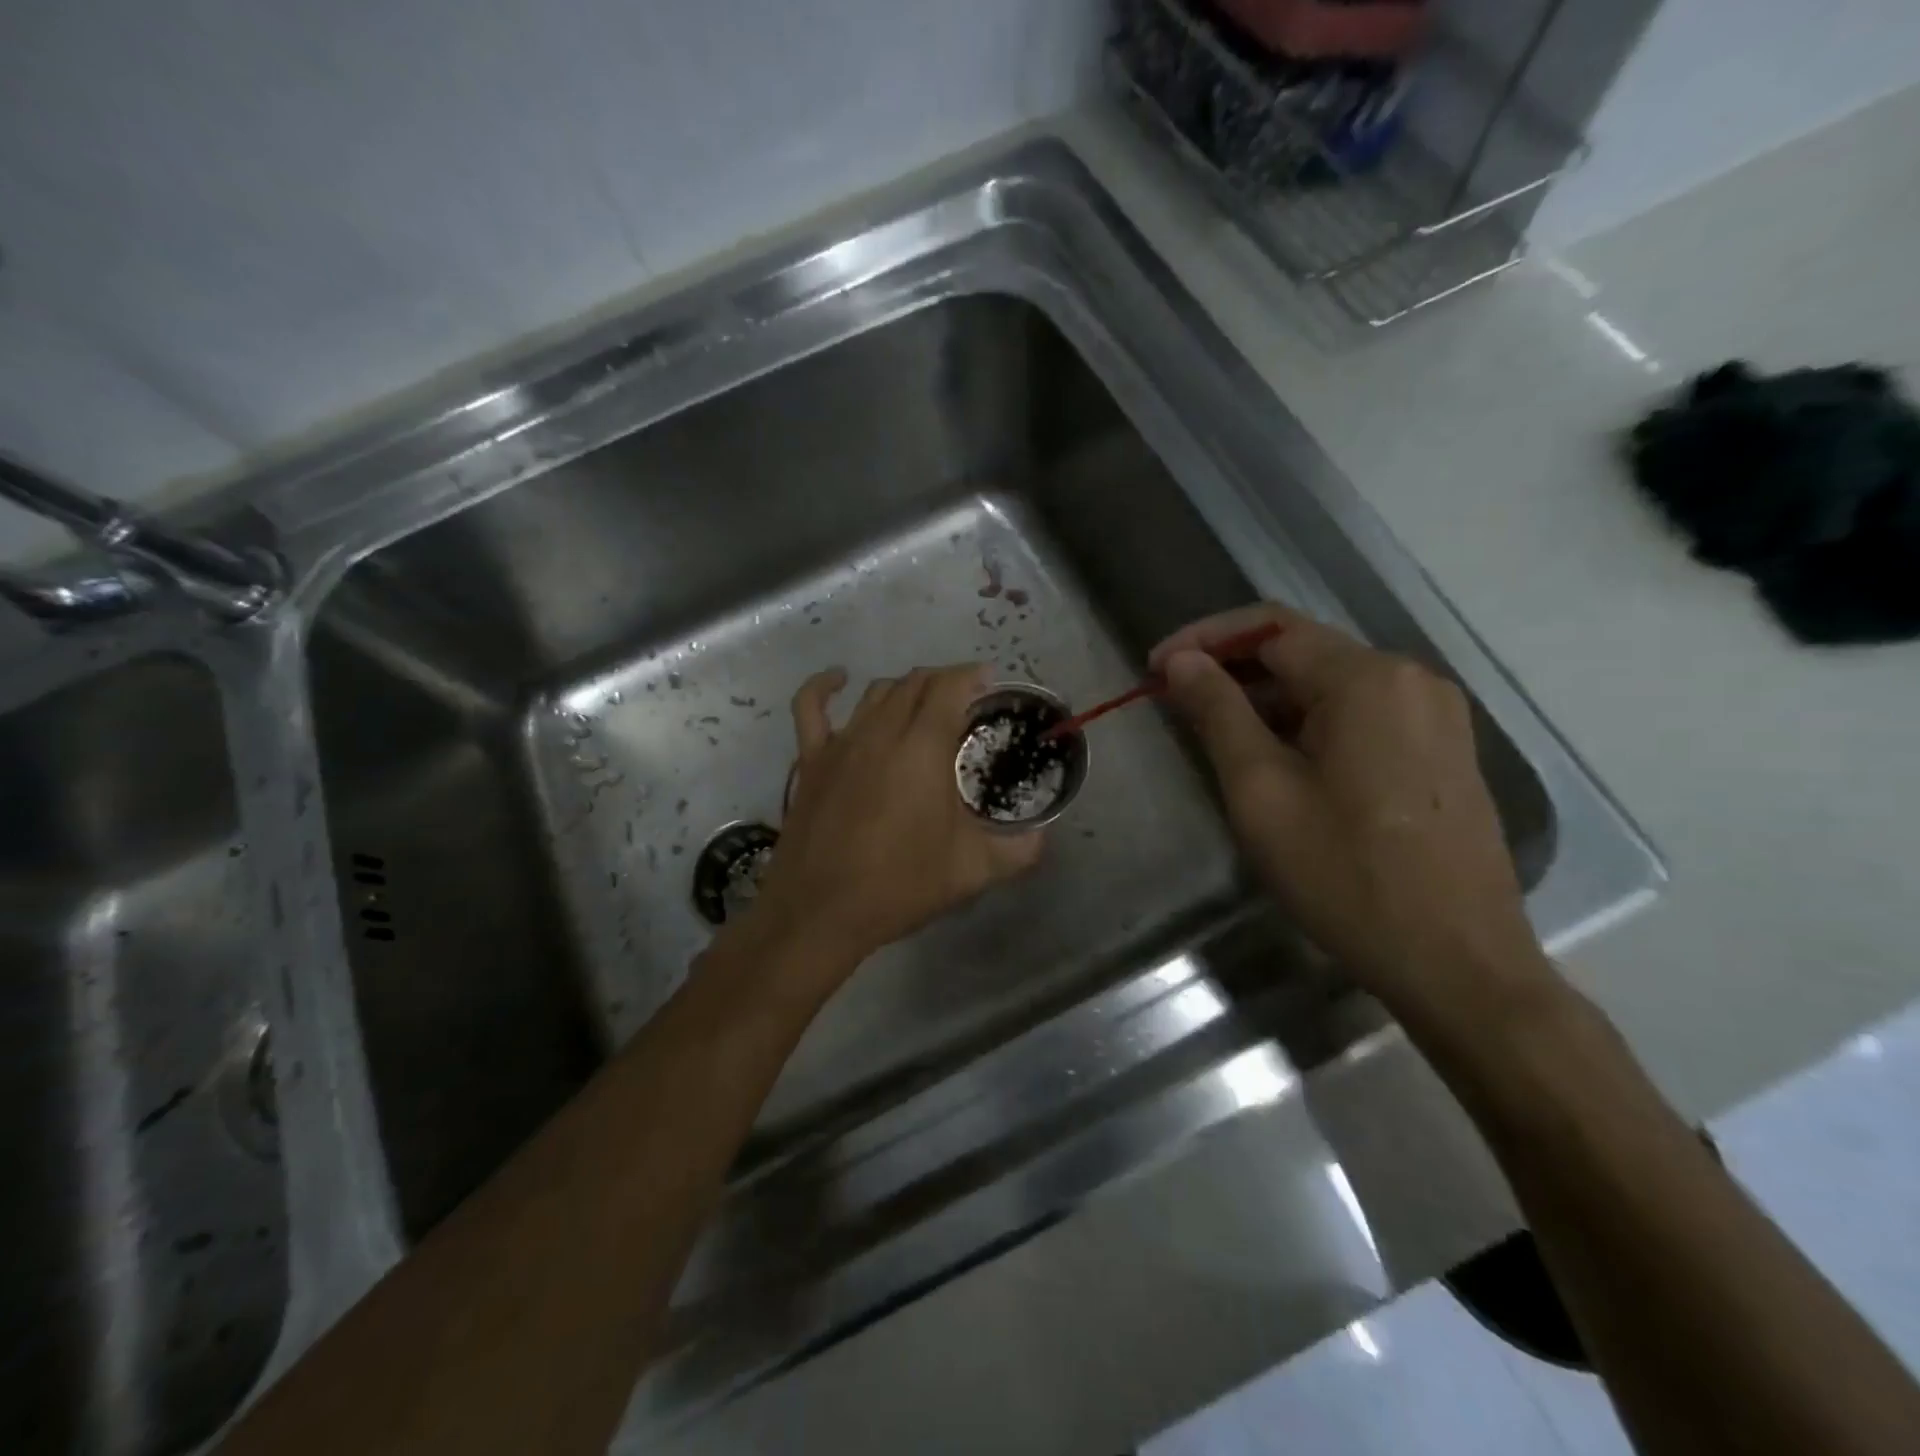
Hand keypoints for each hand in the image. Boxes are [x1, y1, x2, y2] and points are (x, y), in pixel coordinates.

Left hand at [738, 664, 1044, 978]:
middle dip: (943, 681)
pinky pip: (811, 708)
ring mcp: (841, 742)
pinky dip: (824, 686)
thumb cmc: (900, 885)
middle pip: (914, 683)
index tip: (988, 683)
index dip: (970, 676)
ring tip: (922, 703)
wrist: (821, 911)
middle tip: (964, 701)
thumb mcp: (972, 871)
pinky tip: (839, 679)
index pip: (949, 687)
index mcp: (923, 748)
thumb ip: (1018, 850)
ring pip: (875, 693)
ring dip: (903, 689)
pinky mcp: (810, 760)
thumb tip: (1043, 836)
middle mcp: (882, 732)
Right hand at [1151, 604, 1551, 1029]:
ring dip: (1268, 698)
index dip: (1204, 639)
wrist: (1458, 963)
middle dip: (1233, 668)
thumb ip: (1218, 714)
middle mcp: (1410, 679)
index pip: (1269, 628)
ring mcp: (1435, 715)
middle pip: (1304, 651)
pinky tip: (1278, 759)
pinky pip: (1361, 714)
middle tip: (1176, 701)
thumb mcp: (1262, 791)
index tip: (1154, 669)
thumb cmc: (1346, 875)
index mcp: (1367, 679)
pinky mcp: (1442, 750)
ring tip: (1216, 733)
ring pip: (1331, 684)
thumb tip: (1182, 662)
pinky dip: (1308, 721)